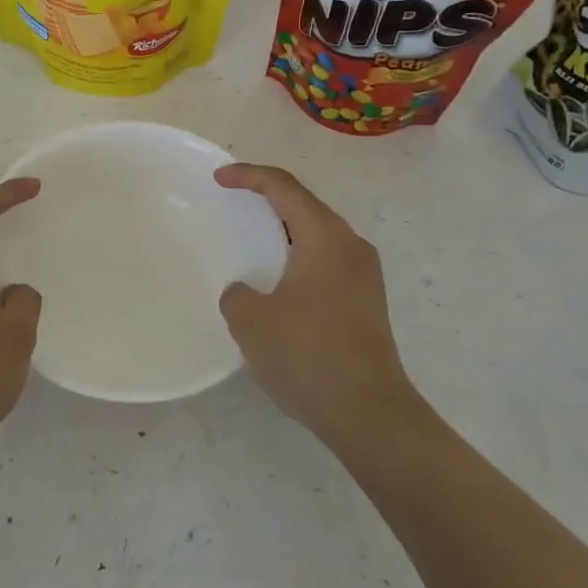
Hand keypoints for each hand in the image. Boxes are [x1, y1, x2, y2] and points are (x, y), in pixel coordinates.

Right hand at [215, 164, 422, 444]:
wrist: (369, 413)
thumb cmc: (307, 355)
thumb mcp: (251, 321)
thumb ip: (237, 294)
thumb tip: (246, 291)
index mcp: (325, 238)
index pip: (284, 187)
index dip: (248, 175)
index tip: (218, 178)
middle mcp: (351, 246)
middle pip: (305, 206)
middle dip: (268, 198)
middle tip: (233, 201)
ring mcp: (365, 275)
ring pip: (318, 235)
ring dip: (284, 231)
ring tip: (250, 240)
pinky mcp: (367, 301)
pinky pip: (326, 261)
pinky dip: (298, 257)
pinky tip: (277, 282)